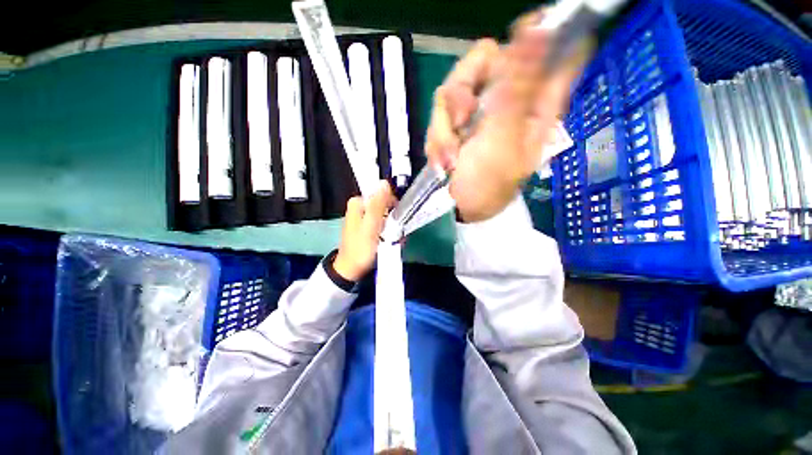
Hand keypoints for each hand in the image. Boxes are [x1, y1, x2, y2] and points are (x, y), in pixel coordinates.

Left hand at [333, 181, 395, 281]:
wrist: (351, 269)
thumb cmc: (361, 248)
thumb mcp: (371, 225)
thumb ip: (378, 205)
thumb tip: (384, 182)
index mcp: (358, 203)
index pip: (381, 193)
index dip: (393, 205)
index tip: (397, 219)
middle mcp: (360, 207)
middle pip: (384, 205)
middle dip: (393, 218)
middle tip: (395, 232)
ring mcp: (364, 217)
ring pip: (385, 215)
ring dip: (392, 226)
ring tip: (394, 239)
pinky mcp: (367, 227)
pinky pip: (382, 223)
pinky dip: (388, 231)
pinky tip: (390, 240)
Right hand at [425, 13, 590, 221]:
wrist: (462, 208)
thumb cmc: (488, 184)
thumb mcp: (503, 140)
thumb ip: (516, 90)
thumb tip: (538, 32)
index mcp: (535, 103)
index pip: (550, 49)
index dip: (537, 33)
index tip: (521, 31)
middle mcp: (508, 98)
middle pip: (485, 59)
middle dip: (462, 91)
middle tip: (460, 120)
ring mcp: (480, 109)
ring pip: (454, 87)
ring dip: (444, 125)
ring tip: (449, 156)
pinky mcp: (459, 122)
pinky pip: (441, 112)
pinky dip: (437, 137)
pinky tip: (443, 158)